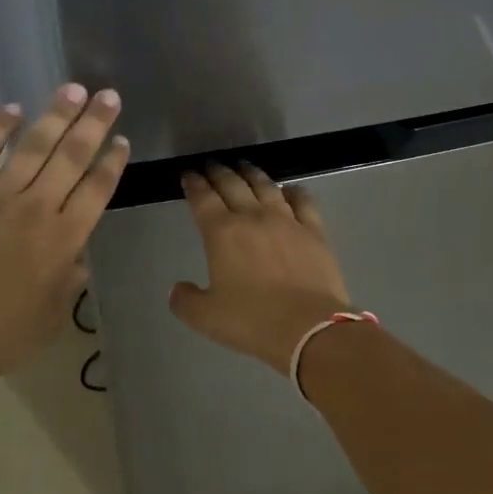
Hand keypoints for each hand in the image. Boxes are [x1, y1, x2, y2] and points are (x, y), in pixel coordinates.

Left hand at [0, 84, 127, 394]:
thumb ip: (68, 284)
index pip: (96, 190)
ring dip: (56, 114)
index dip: (112, 162)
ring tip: (74, 89)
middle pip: (72, 156)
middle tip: (109, 95)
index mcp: (63, 241)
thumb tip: (77, 258)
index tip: (122, 139)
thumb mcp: (48, 321)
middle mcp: (35, 209)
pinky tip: (12, 109)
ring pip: (33, 145)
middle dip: (94, 123)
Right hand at [169, 162, 352, 374]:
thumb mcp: (205, 317)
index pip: (202, 198)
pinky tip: (289, 190)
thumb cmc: (252, 321)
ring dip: (251, 174)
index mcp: (221, 233)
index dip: (192, 184)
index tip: (187, 174)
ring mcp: (287, 220)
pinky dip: (293, 191)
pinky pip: (303, 201)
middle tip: (211, 165)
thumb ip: (185, 300)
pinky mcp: (314, 231)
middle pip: (232, 184)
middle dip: (218, 172)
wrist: (309, 328)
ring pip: (266, 186)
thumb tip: (178, 289)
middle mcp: (253, 217)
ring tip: (244, 168)